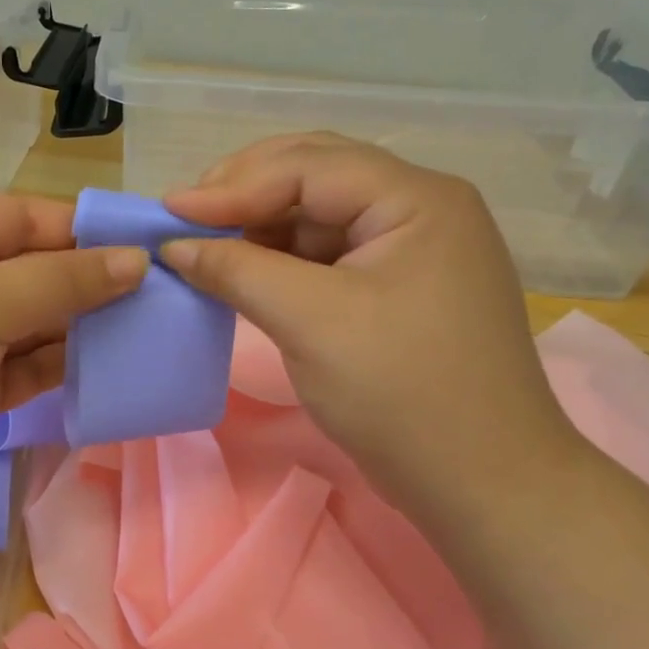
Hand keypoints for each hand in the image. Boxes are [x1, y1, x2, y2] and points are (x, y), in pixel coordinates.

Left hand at [0, 195, 147, 511]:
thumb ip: (61, 281)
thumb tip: (136, 261)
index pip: (27, 217)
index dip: (88, 230)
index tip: (151, 244)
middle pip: (37, 269)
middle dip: (94, 281)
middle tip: (165, 292)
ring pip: (38, 321)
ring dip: (87, 326)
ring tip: (153, 327)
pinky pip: (31, 366)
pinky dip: (67, 364)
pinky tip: (114, 364)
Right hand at [161, 133, 584, 524]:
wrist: (481, 481)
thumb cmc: (401, 393)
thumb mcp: (311, 322)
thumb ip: (239, 271)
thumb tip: (174, 246)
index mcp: (416, 200)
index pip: (310, 167)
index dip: (232, 185)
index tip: (167, 210)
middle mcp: (419, 210)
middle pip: (317, 177)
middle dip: (245, 192)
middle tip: (185, 216)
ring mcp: (410, 252)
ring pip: (319, 217)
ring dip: (259, 227)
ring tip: (203, 244)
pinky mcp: (396, 291)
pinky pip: (327, 257)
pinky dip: (279, 261)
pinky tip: (242, 272)